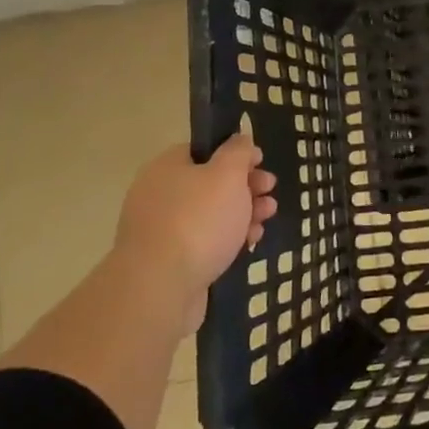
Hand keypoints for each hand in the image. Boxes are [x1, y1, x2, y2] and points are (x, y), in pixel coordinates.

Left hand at [113, 118, 276, 330]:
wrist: (159, 288)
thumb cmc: (198, 221)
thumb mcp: (228, 174)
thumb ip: (238, 151)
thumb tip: (240, 139)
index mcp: (167, 167)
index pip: (204, 150)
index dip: (236, 154)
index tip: (261, 163)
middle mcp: (159, 194)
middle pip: (210, 182)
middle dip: (246, 186)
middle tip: (269, 191)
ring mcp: (162, 230)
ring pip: (211, 214)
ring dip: (243, 212)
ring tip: (266, 218)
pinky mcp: (169, 261)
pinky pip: (204, 241)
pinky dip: (228, 239)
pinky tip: (249, 243)